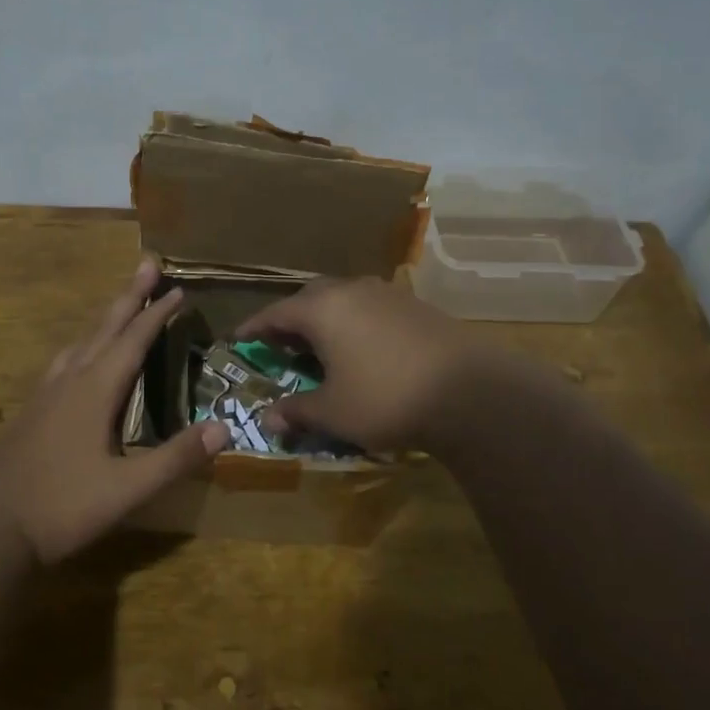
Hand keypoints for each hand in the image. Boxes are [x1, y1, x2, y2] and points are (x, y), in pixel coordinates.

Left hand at [0, 260, 226, 563]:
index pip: (133, 340)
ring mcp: (46, 394)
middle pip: (104, 327)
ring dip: (105, 317)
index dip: (157, 313)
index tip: (178, 288)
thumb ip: (175, 458)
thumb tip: (224, 428)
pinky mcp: (32, 410)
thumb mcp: (127, 489)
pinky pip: (64, 360)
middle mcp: (70, 380)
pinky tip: (78, 357)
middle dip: (129, 295)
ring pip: (81, 341)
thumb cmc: (61, 507)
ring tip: (119, 304)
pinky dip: (83, 343)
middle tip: (146, 263)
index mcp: (95, 390)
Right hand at [234, 277, 512, 452]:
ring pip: (343, 300)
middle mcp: (352, 291)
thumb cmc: (385, 398)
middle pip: (309, 299)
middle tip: (280, 344)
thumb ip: (296, 410)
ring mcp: (387, 294)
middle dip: (291, 320)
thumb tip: (268, 418)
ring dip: (325, 320)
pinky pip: (369, 308)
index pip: (275, 313)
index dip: (254, 328)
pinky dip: (354, 324)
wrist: (470, 392)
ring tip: (320, 347)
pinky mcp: (415, 306)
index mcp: (322, 308)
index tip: (239, 339)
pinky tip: (361, 349)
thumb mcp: (333, 411)